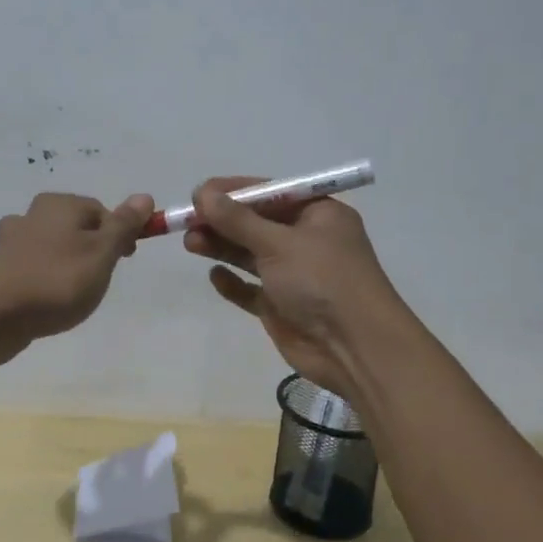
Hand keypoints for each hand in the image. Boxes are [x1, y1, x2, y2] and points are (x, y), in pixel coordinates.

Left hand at [0, 191, 154, 356]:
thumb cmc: (58, 281)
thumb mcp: (102, 254)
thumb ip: (122, 226)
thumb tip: (143, 196)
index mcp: (58, 206)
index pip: (98, 210)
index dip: (117, 233)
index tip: (125, 260)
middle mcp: (29, 217)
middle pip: (66, 226)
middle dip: (81, 246)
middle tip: (94, 278)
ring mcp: (4, 245)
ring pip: (34, 244)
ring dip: (46, 258)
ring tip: (58, 288)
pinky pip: (9, 271)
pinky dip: (17, 279)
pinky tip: (21, 297)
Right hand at [184, 176, 410, 400]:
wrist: (355, 349)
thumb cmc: (322, 281)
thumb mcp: (279, 243)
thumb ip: (238, 220)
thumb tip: (203, 193)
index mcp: (317, 214)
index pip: (270, 193)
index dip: (233, 192)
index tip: (198, 194)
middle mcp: (306, 240)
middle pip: (256, 223)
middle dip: (222, 221)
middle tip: (186, 221)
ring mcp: (294, 275)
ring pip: (250, 254)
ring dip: (221, 247)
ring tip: (190, 243)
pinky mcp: (282, 306)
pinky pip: (251, 289)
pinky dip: (233, 282)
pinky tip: (215, 277)